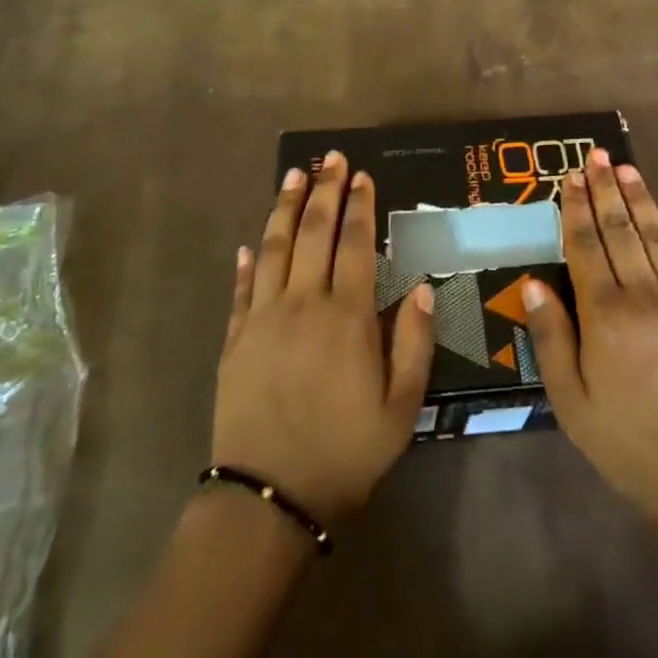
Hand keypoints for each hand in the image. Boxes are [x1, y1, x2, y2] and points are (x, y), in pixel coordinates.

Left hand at [212, 151, 434, 527]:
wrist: (269, 499)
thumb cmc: (345, 453)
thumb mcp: (401, 408)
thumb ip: (413, 342)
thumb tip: (422, 286)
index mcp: (346, 316)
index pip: (353, 244)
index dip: (359, 206)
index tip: (362, 176)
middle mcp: (302, 303)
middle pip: (314, 232)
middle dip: (324, 190)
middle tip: (332, 158)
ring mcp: (263, 318)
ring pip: (274, 248)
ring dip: (285, 208)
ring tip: (293, 175)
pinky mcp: (235, 339)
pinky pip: (241, 289)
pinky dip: (246, 262)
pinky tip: (249, 243)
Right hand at [522, 149, 657, 547]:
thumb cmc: (626, 439)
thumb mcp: (570, 399)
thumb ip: (551, 336)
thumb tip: (531, 282)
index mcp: (605, 314)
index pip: (586, 246)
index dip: (577, 208)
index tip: (571, 176)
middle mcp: (644, 295)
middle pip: (621, 231)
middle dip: (606, 190)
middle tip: (596, 155)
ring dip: (641, 201)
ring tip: (627, 169)